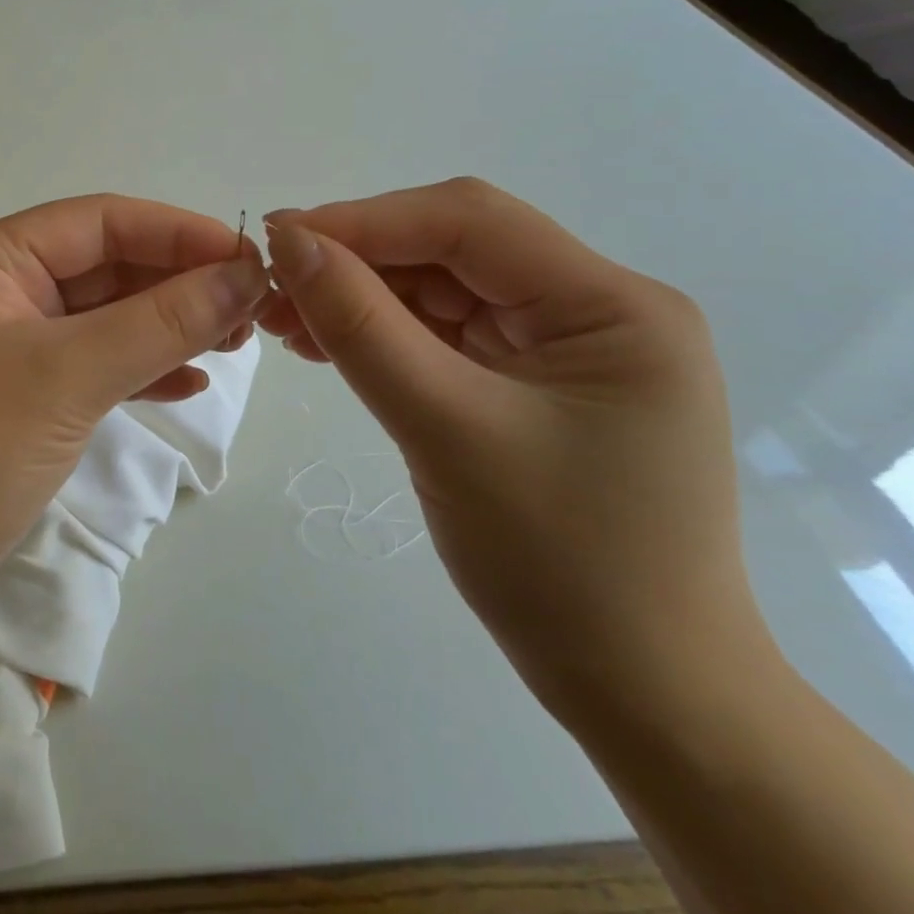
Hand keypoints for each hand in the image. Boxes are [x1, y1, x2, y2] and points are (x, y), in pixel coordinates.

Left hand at [0, 195, 270, 642]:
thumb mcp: (67, 376)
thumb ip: (160, 322)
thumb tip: (244, 275)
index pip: (100, 222)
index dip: (179, 233)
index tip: (250, 259)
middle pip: (104, 266)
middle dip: (177, 284)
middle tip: (251, 310)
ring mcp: (5, 345)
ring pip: (102, 317)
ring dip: (165, 326)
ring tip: (232, 344)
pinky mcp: (17, 397)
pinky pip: (90, 363)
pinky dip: (138, 369)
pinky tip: (186, 383)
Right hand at [260, 178, 766, 721]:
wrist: (641, 692)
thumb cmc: (559, 564)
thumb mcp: (444, 429)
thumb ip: (361, 326)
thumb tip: (288, 242)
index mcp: (612, 305)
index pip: (469, 222)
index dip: (365, 220)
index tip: (277, 239)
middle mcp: (597, 307)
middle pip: (454, 248)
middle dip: (358, 260)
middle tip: (272, 287)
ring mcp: (566, 344)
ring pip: (441, 287)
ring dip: (361, 296)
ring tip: (285, 321)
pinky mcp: (535, 379)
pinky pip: (445, 332)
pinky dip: (383, 332)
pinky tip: (327, 343)